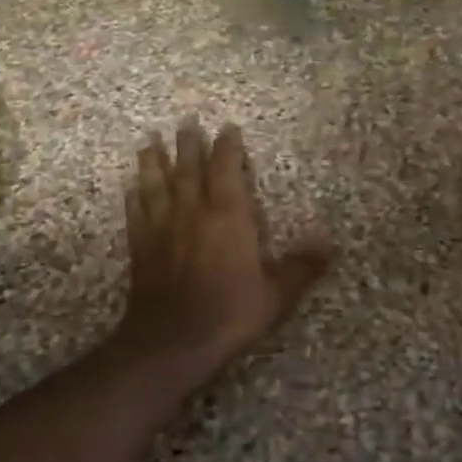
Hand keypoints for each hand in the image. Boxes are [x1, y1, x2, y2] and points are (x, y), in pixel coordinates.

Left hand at [115, 120, 331, 384]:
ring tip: (148, 141)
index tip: (227, 128)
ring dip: (153, 161)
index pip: (226, 170)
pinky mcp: (142, 245)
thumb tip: (331, 248)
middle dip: (188, 144)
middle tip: (184, 122)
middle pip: (189, 169)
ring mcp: (163, 227)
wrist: (173, 339)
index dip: (227, 147)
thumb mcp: (275, 294)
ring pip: (156, 184)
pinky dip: (133, 197)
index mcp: (228, 216)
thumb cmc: (229, 312)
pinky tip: (130, 187)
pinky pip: (136, 212)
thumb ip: (300, 268)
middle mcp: (193, 212)